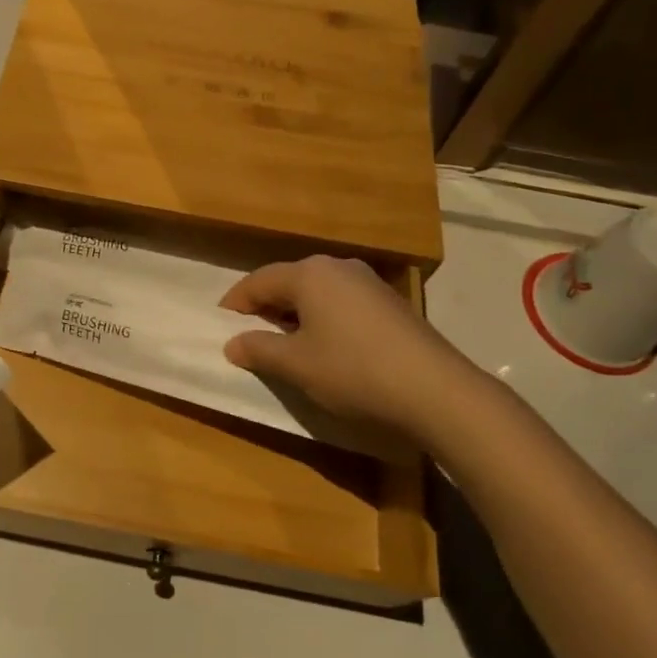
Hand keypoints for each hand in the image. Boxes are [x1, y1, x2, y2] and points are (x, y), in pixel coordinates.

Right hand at [221, 255, 494, 448]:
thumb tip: (232, 344)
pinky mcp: (390, 303)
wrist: (436, 390)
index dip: (235, 303)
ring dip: (295, 314)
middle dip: (266, 307)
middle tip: (250, 334)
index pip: (258, 281)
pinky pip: (341, 302)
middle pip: (289, 281)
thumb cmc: (353, 370)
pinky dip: (323, 319)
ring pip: (317, 292)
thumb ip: (259, 350)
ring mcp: (368, 282)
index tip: (220, 324)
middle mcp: (338, 267)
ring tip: (286, 344)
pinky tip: (326, 347)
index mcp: (309, 274)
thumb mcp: (297, 365)